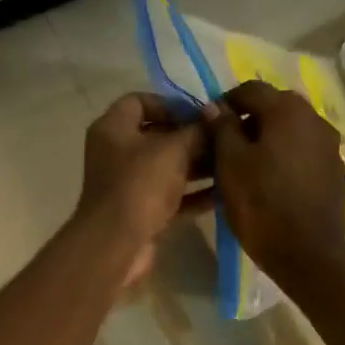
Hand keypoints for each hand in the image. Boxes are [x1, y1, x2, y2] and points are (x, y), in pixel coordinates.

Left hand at [75, 93, 210, 286]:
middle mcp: (116, 153)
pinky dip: (193, 194)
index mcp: (113, 128)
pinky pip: (170, 196)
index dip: (171, 104)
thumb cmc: (140, 185)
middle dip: (191, 137)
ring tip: (231, 164)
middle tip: (224, 139)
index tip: (201, 113)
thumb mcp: (173, 150)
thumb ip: (196, 131)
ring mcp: (127, 184)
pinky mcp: (140, 212)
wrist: (116, 244)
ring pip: (166, 168)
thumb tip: (214, 117)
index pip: (139, 101)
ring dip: (197, 166)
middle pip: (157, 136)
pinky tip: (223, 193)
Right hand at [205, 80, 344, 283]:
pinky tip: (271, 182)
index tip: (209, 124)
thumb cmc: (261, 204)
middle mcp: (315, 119)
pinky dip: (285, 158)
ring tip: (247, 166)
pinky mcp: (335, 172)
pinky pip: (304, 153)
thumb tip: (214, 106)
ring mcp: (330, 146)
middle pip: (275, 108)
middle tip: (225, 146)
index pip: (251, 89)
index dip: (226, 102)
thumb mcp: (230, 164)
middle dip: (249, 121)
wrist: (307, 254)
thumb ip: (222, 129)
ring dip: (268, 140)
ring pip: (291, 131)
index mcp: (288, 111)